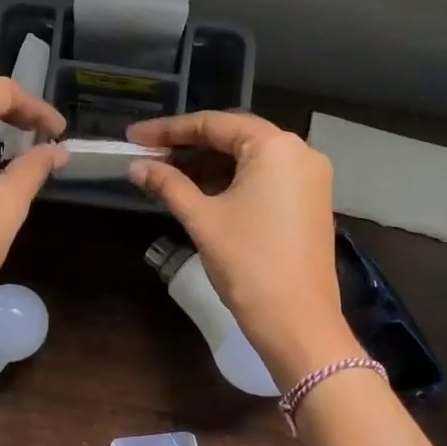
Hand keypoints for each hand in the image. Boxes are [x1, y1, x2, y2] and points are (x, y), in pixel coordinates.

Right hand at [126, 111, 354, 386]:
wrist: (297, 321)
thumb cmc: (248, 263)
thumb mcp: (203, 219)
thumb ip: (169, 185)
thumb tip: (136, 166)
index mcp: (276, 146)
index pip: (215, 124)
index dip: (170, 130)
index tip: (135, 135)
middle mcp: (300, 152)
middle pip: (235, 137)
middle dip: (190, 146)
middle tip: (150, 155)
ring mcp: (310, 178)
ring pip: (251, 159)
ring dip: (210, 166)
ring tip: (169, 176)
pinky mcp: (311, 202)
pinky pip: (267, 179)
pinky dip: (234, 182)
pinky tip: (202, 193)